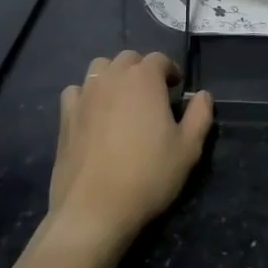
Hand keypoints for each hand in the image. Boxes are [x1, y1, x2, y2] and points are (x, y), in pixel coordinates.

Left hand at [46, 51, 211, 254]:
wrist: (94, 208)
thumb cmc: (148, 176)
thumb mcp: (188, 149)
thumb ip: (200, 115)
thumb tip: (203, 95)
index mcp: (144, 79)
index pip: (159, 59)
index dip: (170, 70)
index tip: (176, 88)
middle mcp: (112, 77)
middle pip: (128, 58)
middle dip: (142, 70)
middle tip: (152, 95)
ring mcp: (85, 94)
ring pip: (100, 68)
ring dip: (114, 76)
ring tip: (122, 99)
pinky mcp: (65, 115)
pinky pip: (76, 91)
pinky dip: (87, 95)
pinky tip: (93, 114)